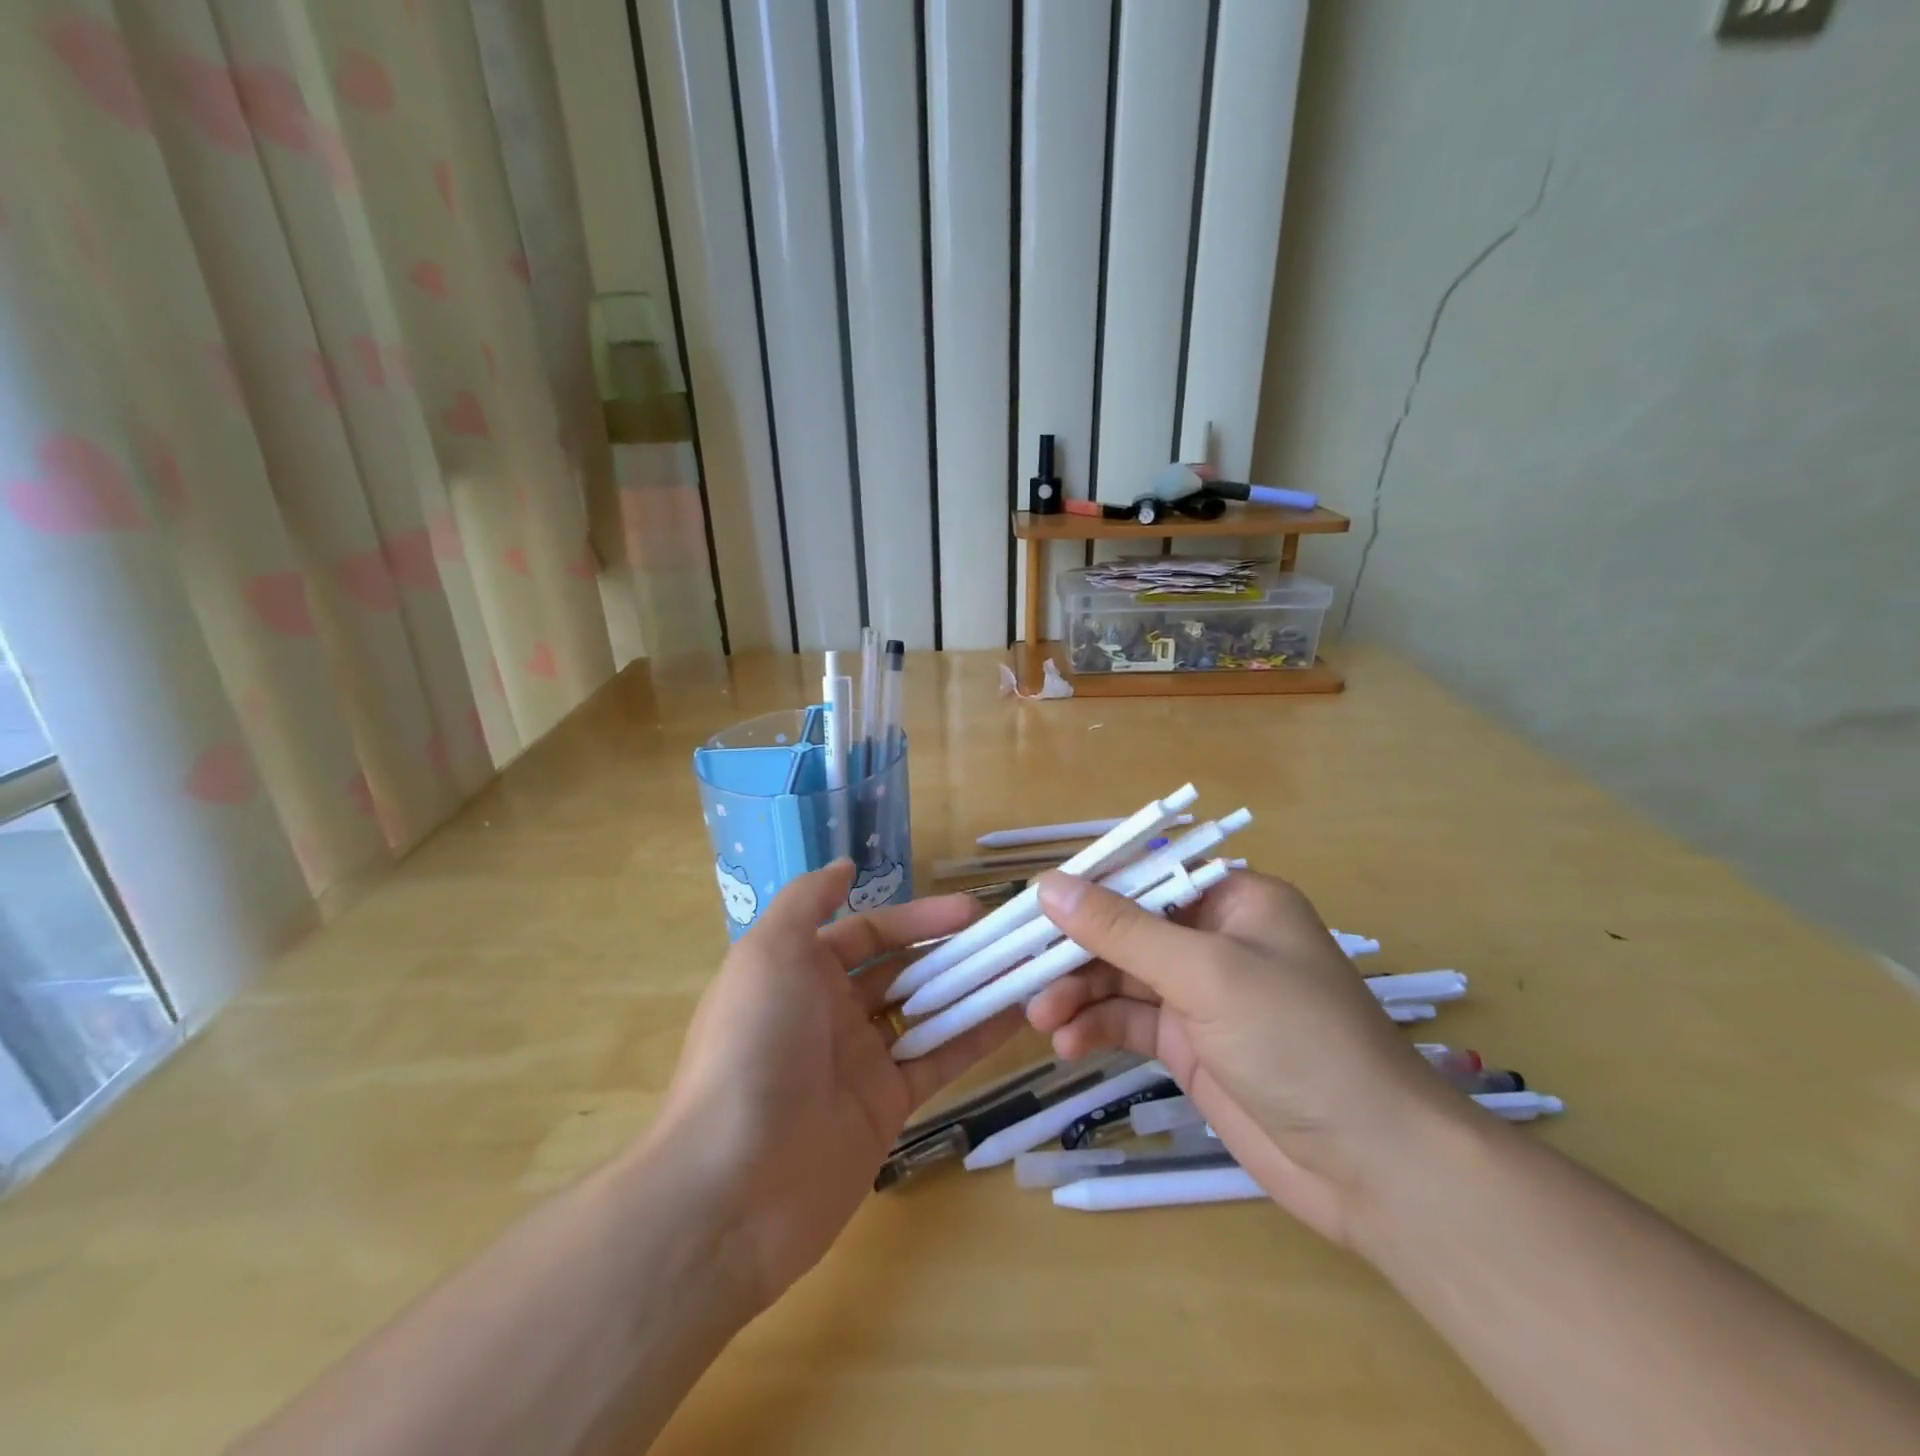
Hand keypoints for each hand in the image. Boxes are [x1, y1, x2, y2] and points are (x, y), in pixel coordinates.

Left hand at [646, 863, 1020, 1314]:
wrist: (734, 1185)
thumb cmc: (753, 1046)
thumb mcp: (769, 952)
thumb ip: (808, 901)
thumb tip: (844, 866)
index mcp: (800, 973)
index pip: (868, 932)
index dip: (917, 917)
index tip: (971, 910)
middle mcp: (831, 1012)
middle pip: (902, 970)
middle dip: (950, 951)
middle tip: (1007, 939)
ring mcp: (861, 1062)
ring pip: (926, 1013)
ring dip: (971, 989)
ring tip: (1024, 968)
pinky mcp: (887, 1108)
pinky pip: (939, 1061)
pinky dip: (977, 1038)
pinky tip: (1018, 1016)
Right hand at [1025, 869, 1454, 1243]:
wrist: (1371, 1166)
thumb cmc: (1296, 1040)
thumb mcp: (1205, 973)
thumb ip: (1122, 929)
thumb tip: (1048, 886)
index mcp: (1234, 900)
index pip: (1146, 876)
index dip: (1089, 887)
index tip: (1033, 905)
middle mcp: (1215, 939)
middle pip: (1126, 929)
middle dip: (1076, 951)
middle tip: (1025, 972)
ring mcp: (1201, 995)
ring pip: (1121, 978)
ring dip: (1079, 993)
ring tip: (1042, 1018)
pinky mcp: (1190, 1046)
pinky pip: (1130, 1022)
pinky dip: (1098, 1029)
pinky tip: (1070, 1046)